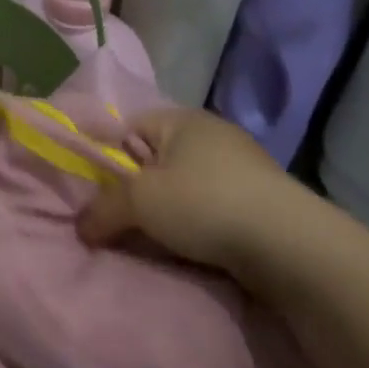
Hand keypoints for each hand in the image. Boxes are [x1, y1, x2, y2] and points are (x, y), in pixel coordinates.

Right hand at [78, 107, 313, 281]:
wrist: (287, 245)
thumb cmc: (204, 204)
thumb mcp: (139, 201)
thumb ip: (101, 210)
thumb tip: (81, 227)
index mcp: (183, 120)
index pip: (130, 126)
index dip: (108, 155)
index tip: (97, 192)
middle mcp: (213, 136)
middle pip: (155, 159)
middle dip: (135, 190)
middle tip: (117, 220)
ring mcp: (240, 168)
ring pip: (182, 187)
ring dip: (164, 213)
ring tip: (150, 239)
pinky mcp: (258, 200)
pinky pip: (208, 208)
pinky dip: (193, 226)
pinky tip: (186, 247)